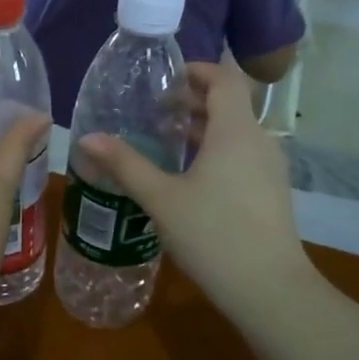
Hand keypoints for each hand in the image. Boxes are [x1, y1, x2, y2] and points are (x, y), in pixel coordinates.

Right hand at [77, 58, 311, 317]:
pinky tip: (189, 174)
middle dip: (193, 100)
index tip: (165, 79)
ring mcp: (269, 167)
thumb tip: (87, 138)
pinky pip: (242, 154)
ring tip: (165, 139)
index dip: (197, 70)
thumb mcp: (161, 198)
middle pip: (229, 103)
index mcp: (235, 131)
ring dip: (203, 127)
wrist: (269, 289)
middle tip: (154, 109)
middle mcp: (258, 140)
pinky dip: (216, 150)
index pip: (224, 78)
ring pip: (236, 131)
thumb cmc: (213, 234)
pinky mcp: (271, 190)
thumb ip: (125, 164)